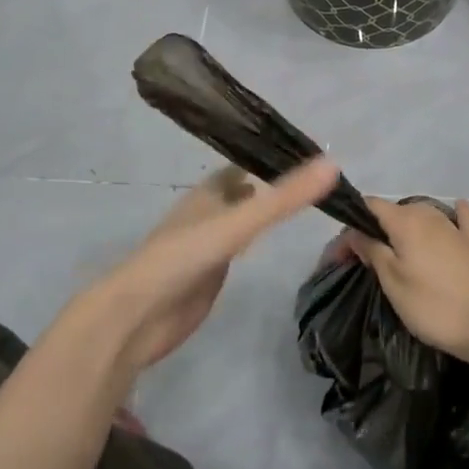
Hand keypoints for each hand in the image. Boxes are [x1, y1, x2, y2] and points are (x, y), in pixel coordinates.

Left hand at [82, 158, 337, 371]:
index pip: (246, 164)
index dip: (273, 156)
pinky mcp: (208, 274)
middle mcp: (208, 212)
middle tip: (317, 181)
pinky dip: (257, 242)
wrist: (137, 316)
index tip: (310, 152)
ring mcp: (207, 244)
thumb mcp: (239, 223)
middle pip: (245, 191)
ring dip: (266, 212)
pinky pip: (238, 249)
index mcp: (209, 192)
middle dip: (274, 184)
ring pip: (242, 219)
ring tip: (305, 206)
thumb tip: (332, 164)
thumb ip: (284, 198)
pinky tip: (272, 244)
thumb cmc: (182, 258)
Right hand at [346, 198, 468, 363]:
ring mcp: (455, 228)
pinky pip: (461, 221)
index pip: (370, 207)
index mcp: (405, 220)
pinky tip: (459, 207)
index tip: (340, 253)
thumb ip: (372, 250)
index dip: (351, 225)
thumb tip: (356, 232)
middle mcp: (429, 215)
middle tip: (362, 259)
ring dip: (405, 228)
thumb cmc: (433, 304)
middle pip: (395, 212)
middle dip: (375, 230)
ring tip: (394, 249)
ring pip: (423, 216)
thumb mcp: (392, 281)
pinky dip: (455, 215)